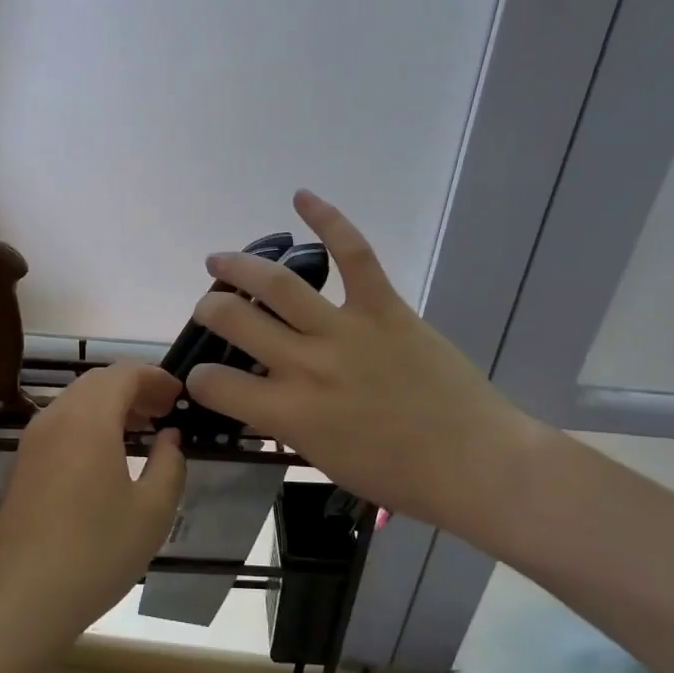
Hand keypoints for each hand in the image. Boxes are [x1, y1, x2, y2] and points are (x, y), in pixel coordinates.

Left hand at [0, 363, 186, 653]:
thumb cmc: (95, 553)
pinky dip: (88, 424)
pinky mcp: (21, 466)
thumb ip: (169, 464)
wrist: (19, 600)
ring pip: (75, 402)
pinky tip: (106, 458)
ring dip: (110, 406)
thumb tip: (169, 437)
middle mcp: (55, 418)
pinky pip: (60, 425)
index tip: (180, 397)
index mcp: (88, 419)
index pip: (124, 373)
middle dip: (133, 388)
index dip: (156, 378)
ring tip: (141, 431)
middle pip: (97, 382)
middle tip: (164, 412)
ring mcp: (32, 442)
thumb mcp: (152, 512)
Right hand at [186, 191, 554, 545]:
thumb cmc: (398, 475)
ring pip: (278, 285)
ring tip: (219, 260)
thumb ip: (285, 423)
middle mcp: (306, 365)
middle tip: (208, 307)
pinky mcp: (384, 307)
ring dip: (240, 266)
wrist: (473, 462)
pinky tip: (301, 197)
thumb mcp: (323, 458)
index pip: (216, 385)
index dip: (200, 378)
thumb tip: (263, 396)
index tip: (204, 375)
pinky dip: (328, 220)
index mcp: (289, 412)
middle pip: (236, 321)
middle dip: (209, 310)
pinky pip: (353, 254)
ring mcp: (345, 330)